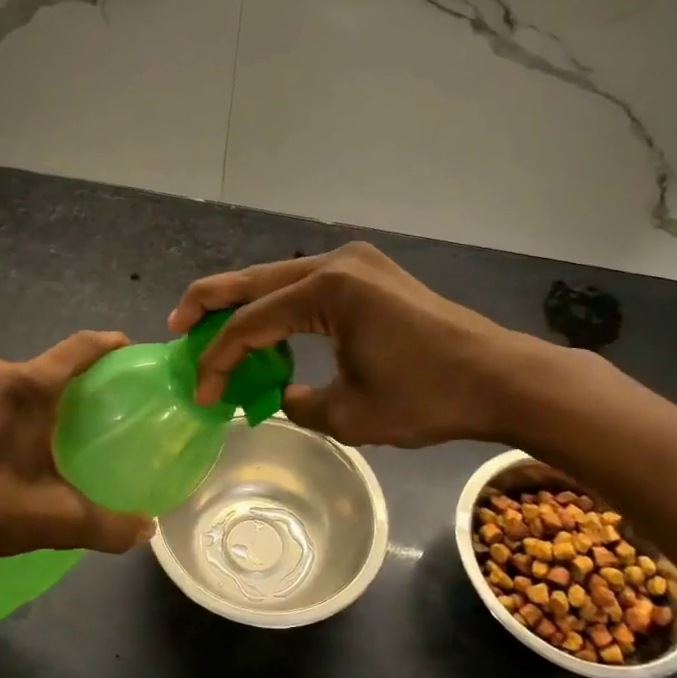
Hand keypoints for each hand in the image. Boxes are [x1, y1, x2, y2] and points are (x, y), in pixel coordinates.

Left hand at [0, 332, 154, 562]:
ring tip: (66, 422)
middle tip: (104, 403)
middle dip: (78, 377)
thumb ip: (110, 525)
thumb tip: (147, 529)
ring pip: (22, 377)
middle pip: (51, 363)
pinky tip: (23, 436)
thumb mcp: (58, 520)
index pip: (81, 347)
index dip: (110, 344)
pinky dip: (17, 403)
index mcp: (28, 386)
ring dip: (44, 392)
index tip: (131, 351)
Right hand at [169, 243, 541, 447]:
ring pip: (278, 279)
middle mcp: (336, 263)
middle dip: (210, 303)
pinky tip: (267, 331)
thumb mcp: (350, 415)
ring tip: (212, 330)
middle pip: (254, 280)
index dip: (218, 359)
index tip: (202, 394)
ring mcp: (356, 263)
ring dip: (245, 305)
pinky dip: (279, 308)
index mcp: (328, 289)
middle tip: (176, 326)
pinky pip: (307, 286)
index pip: (251, 323)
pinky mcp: (370, 275)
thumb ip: (297, 404)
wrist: (500, 378)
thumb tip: (278, 395)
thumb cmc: (427, 397)